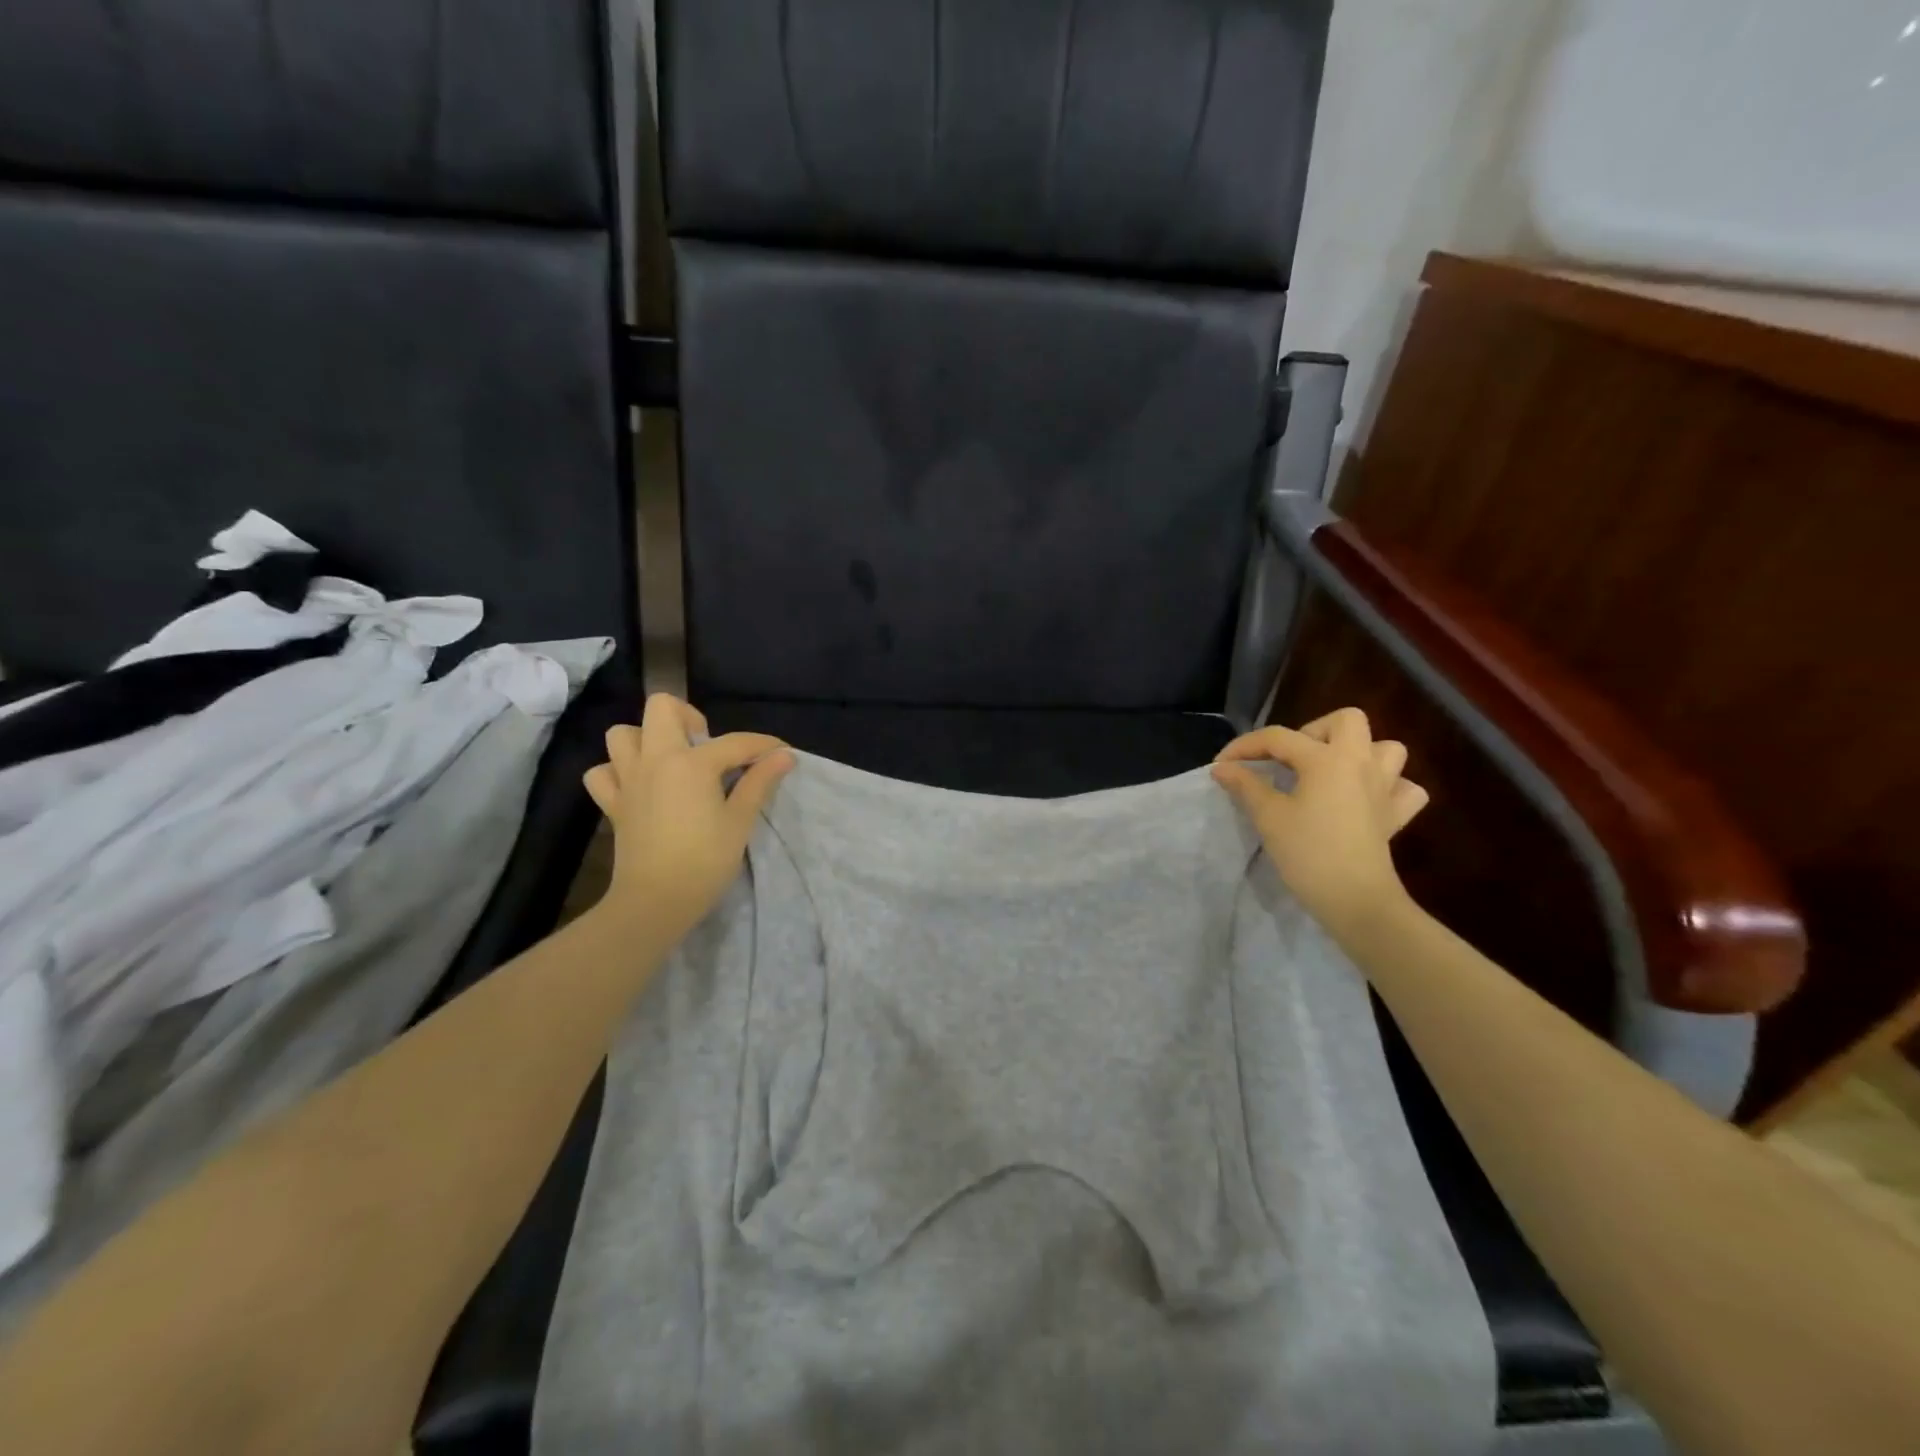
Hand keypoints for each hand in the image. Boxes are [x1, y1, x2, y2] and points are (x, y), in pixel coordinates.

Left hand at [583, 694, 793, 943]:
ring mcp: (628, 779)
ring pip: (623, 734)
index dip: (763, 746)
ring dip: (646, 738)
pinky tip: (639, 784)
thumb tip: (784, 756)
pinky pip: (602, 772)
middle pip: (662, 708)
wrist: (654, 901)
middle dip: (688, 716)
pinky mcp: (612, 803)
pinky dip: (617, 771)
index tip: (782, 753)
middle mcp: (655, 760)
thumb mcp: (740, 821)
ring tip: (671, 759)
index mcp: (691, 763)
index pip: (735, 742)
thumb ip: (760, 782)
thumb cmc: (704, 861)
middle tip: (707, 745)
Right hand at [1211, 708, 1428, 930]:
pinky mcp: (1397, 815)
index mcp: (1327, 758)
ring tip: (1330, 772)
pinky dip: (1388, 787)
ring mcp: (1386, 788)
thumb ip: (1245, 785)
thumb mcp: (1268, 816)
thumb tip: (1223, 767)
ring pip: (1385, 748)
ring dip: (1358, 753)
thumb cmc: (1308, 853)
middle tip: (1290, 759)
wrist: (1356, 900)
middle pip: (1346, 720)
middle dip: (1314, 731)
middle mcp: (1361, 762)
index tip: (1221, 764)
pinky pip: (1403, 787)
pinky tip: (1365, 799)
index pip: (1278, 737)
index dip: (1245, 747)